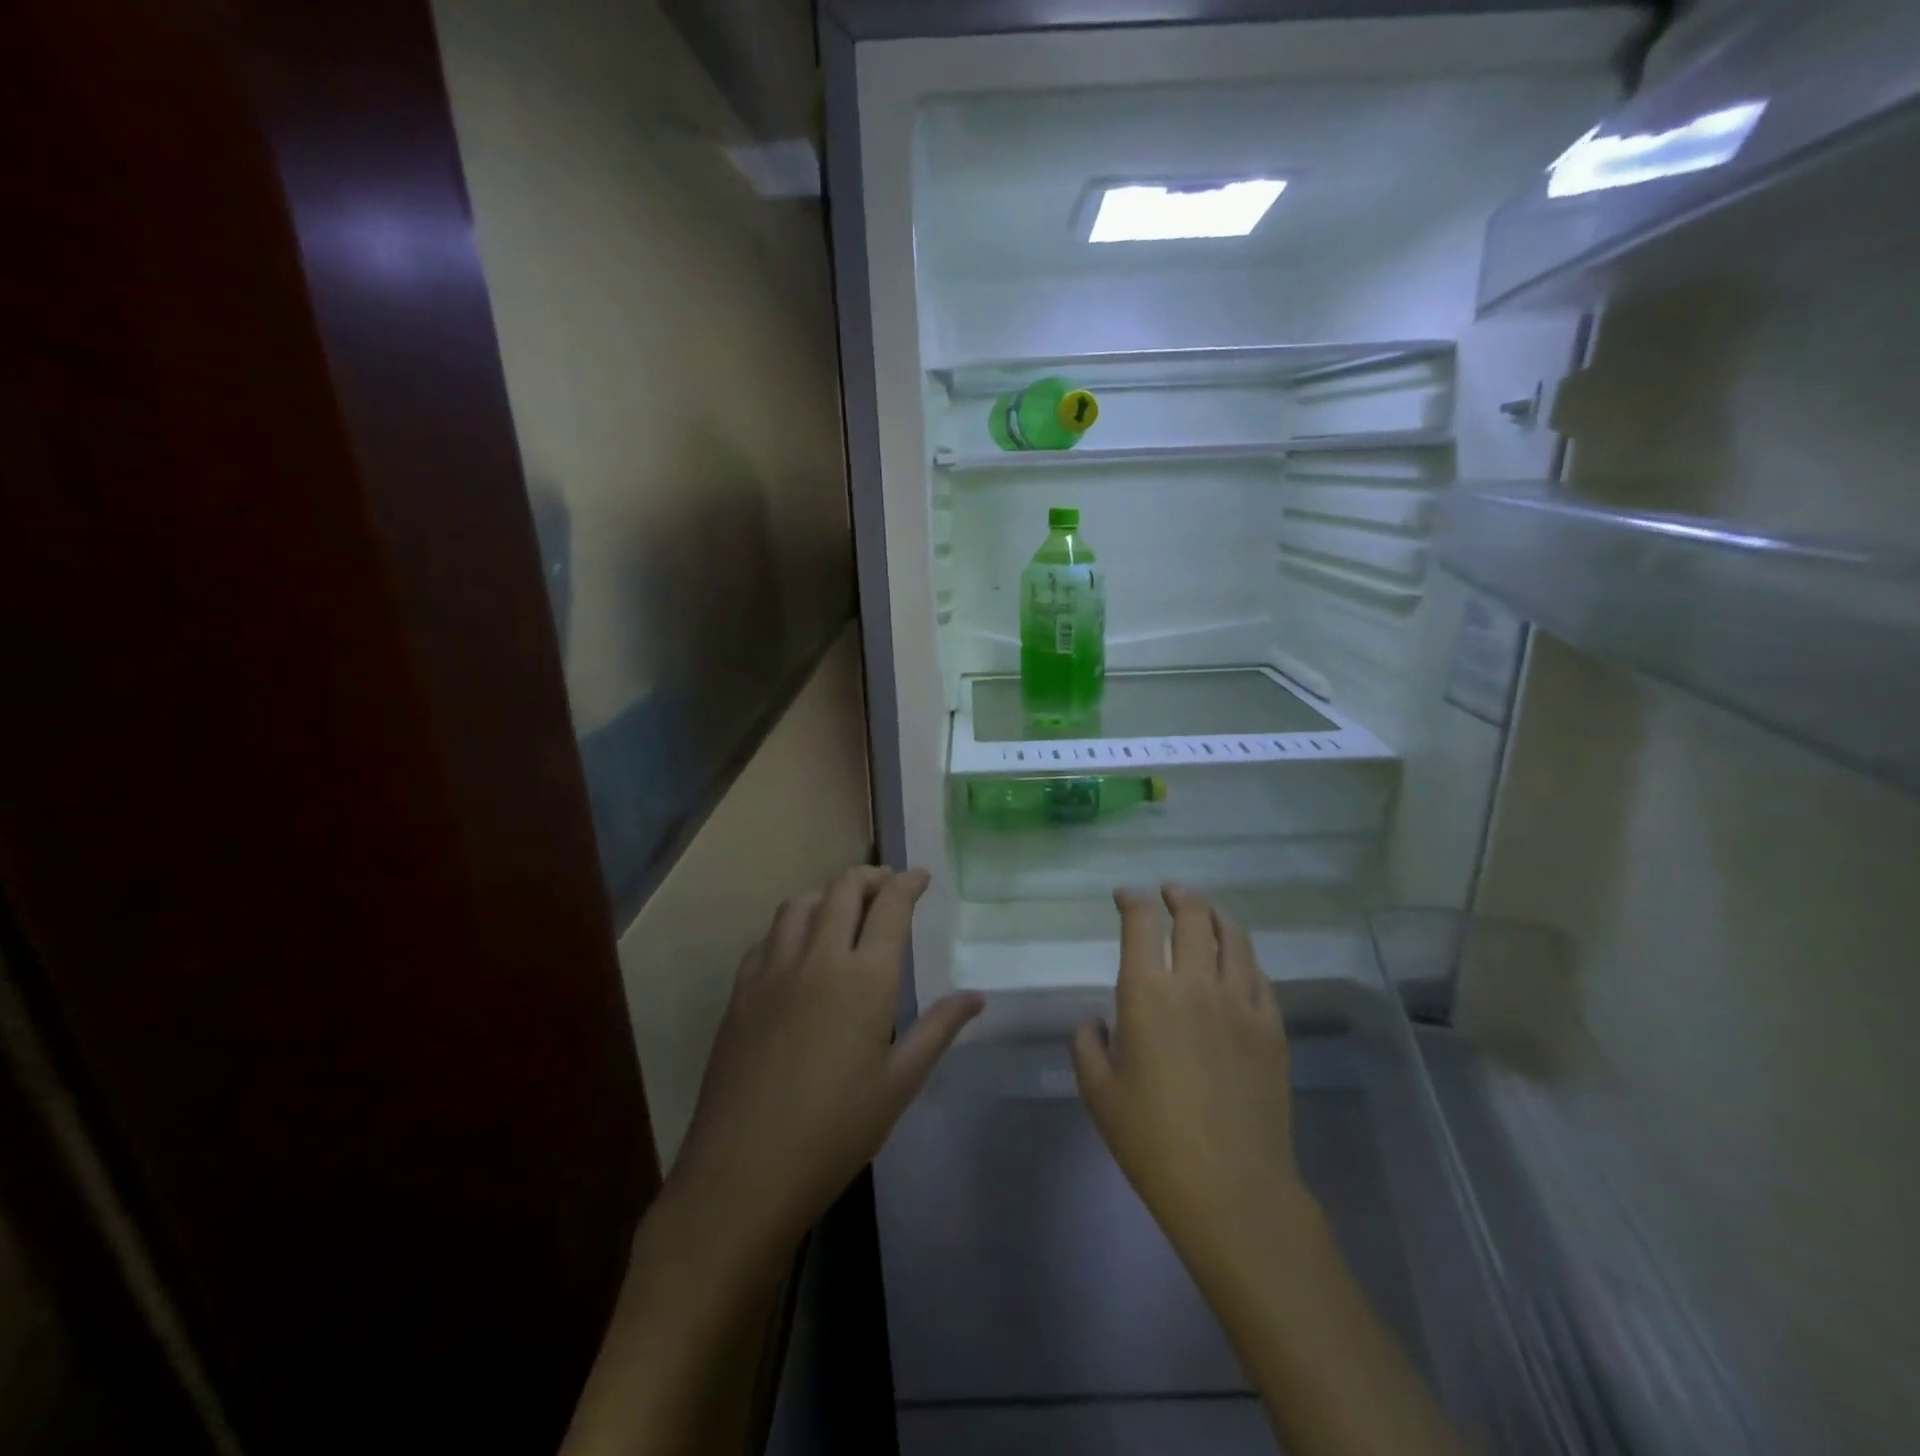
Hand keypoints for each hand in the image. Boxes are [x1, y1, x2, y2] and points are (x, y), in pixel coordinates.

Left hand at [665, 865, 983, 1260]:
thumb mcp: (900, 1082)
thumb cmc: (836, 1131)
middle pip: (844, 890)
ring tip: (844, 906)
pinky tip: (798, 948)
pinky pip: (769, 936)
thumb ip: (939, 1029)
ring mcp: (773, 970)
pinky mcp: (741, 990)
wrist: (745, 1171)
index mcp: (865, 977)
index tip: (921, 876)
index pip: (891, 906)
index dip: (908, 883)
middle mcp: (818, 958)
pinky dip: (792, 924)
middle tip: (888, 883)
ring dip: (828, 893)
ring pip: (800, 903)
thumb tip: (977, 996)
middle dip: (871, 877)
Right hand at [1071, 884, 1317, 1282]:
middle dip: (1178, 895)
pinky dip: (1243, 955)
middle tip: (1168, 892)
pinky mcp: (1272, 1027)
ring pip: (1233, 937)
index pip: (1142, 923)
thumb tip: (1095, 1022)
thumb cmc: (1153, 1140)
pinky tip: (1236, 961)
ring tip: (1204, 911)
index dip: (1132, 899)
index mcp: (1147, 993)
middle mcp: (1196, 984)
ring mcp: (1241, 1002)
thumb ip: (1087, 1045)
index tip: (1125, 895)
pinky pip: (1260, 974)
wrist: (1232, 1189)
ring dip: (1215, 914)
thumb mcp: (1098, 1093)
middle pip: (1194, 916)